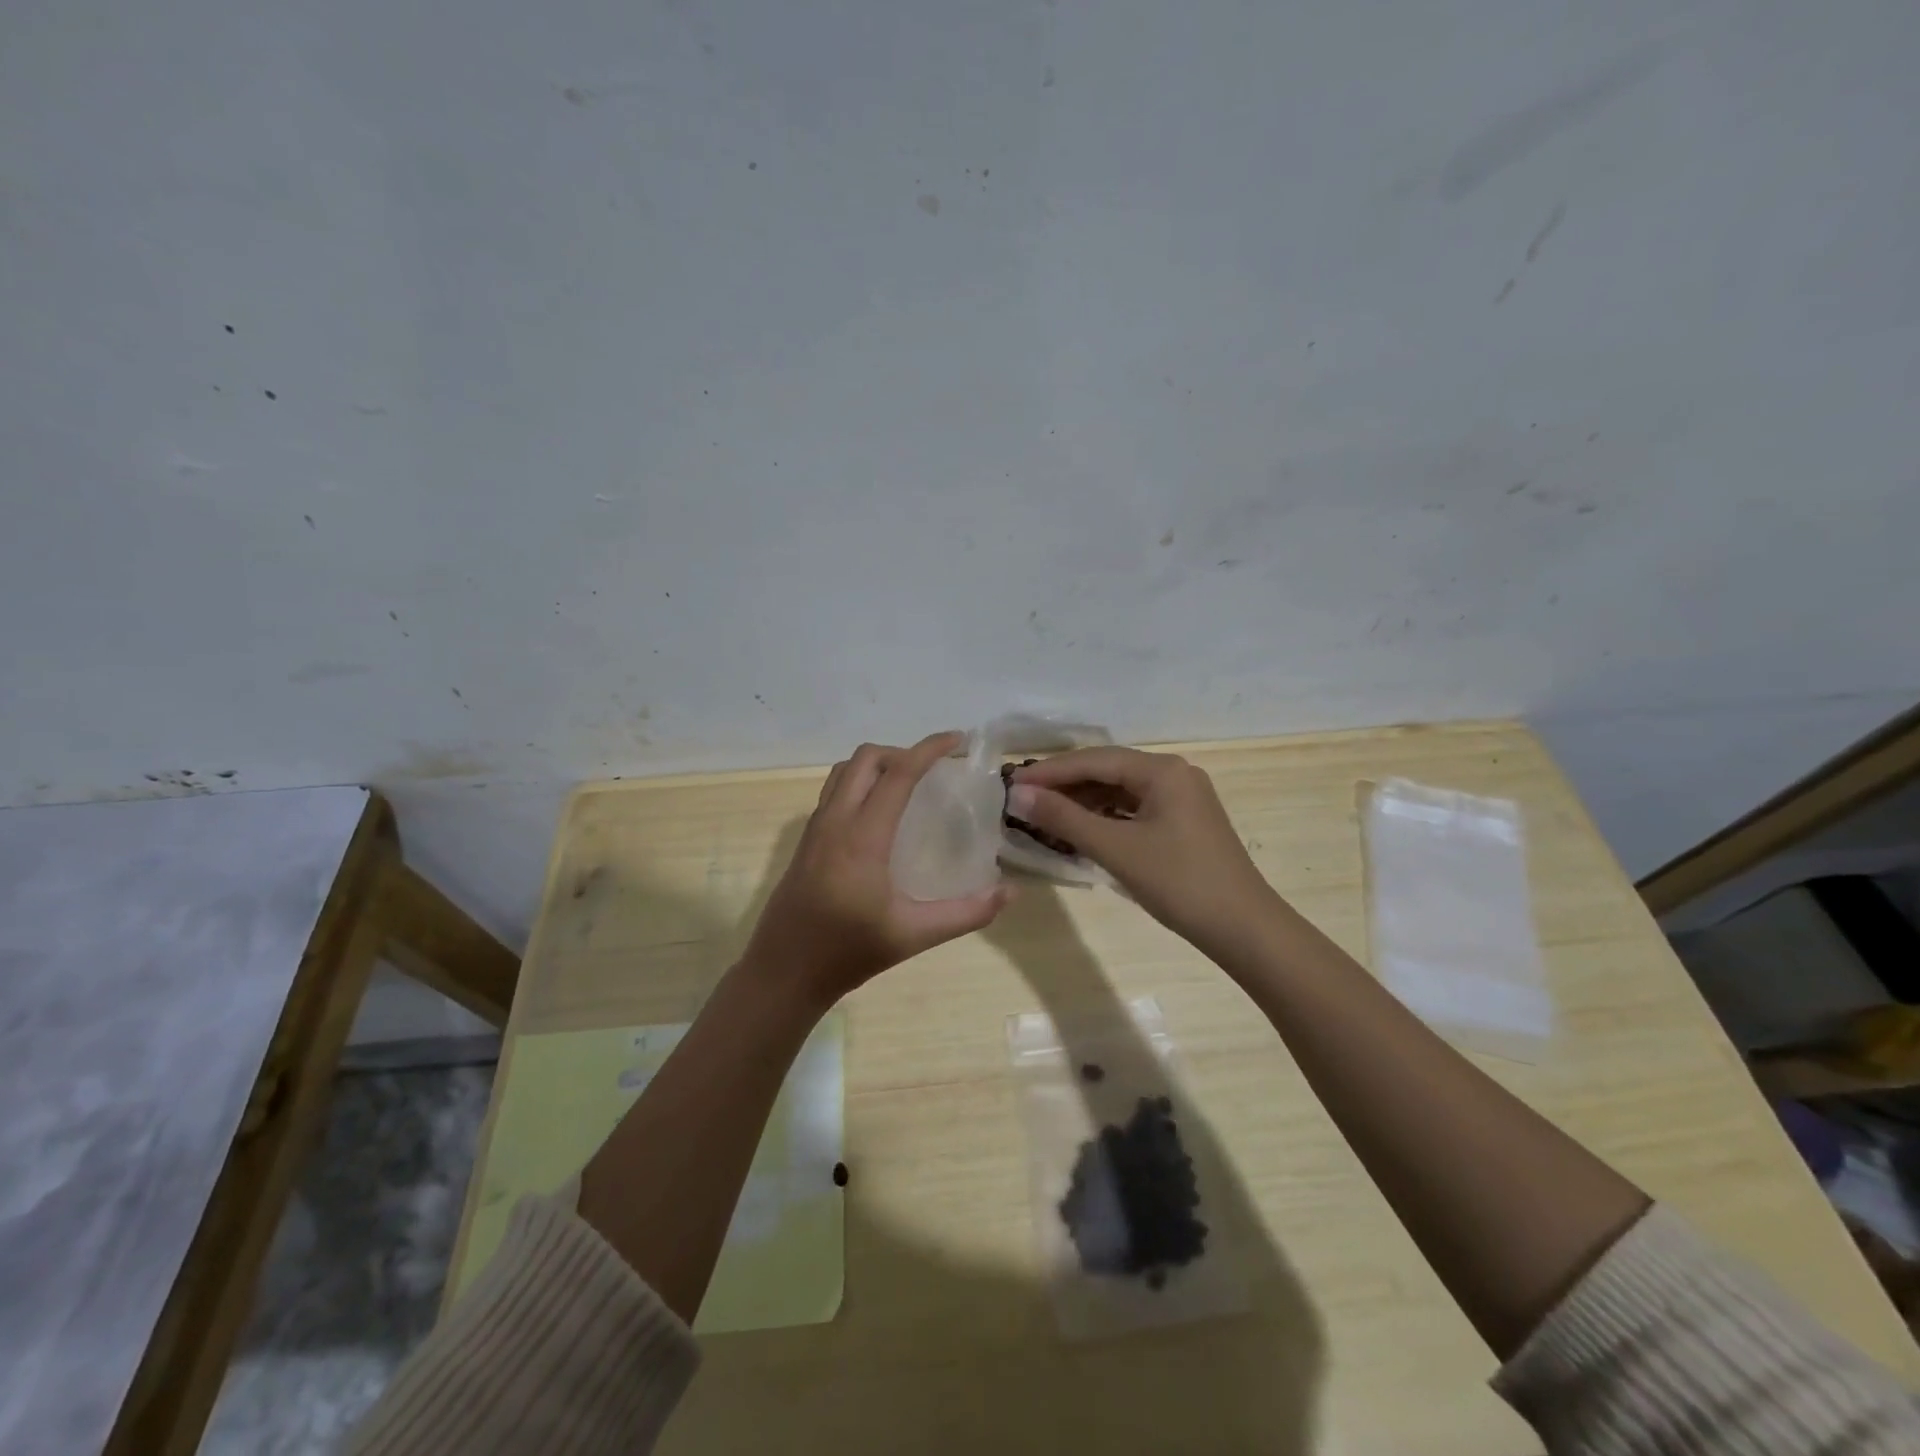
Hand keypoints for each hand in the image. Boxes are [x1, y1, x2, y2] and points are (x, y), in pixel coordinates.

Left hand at [741, 732, 1011, 1008]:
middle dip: (902, 752)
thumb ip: (966, 914)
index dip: (929, 749)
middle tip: (933, 771)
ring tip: (908, 785)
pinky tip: (879, 815)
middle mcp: (835, 821)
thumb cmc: (848, 952)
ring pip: (844, 772)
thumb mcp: (913, 935)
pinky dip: (859, 784)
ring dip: (877, 765)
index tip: (958, 740)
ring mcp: (815, 829)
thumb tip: (1010, 892)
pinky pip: (833, 792)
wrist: (783, 973)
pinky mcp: (805, 841)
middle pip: (865, 759)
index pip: (898, 774)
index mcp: (862, 837)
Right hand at [1008, 747, 1280, 958]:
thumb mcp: (1116, 848)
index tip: (1011, 783)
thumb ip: (1064, 818)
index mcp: (1163, 770)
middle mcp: (1174, 774)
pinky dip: (1104, 817)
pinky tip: (1080, 830)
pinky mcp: (1182, 823)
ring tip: (1043, 815)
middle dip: (1064, 785)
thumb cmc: (1179, 882)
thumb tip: (1017, 795)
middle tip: (1022, 799)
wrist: (1243, 929)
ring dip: (1082, 802)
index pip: (1094, 759)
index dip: (1050, 771)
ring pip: (1119, 791)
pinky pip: (1133, 809)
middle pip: (1107, 770)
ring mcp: (1181, 799)